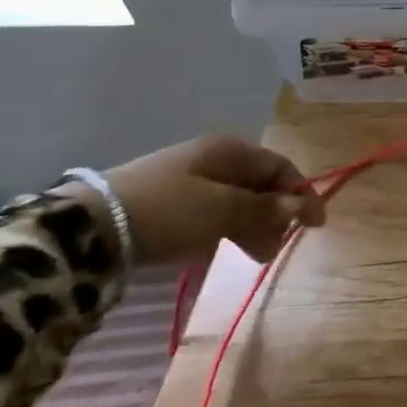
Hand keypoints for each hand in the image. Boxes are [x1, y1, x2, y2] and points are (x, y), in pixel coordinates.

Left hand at [61, 135, 325, 266]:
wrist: (90, 227)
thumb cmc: (169, 211)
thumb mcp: (224, 210)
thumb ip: (266, 209)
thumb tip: (302, 206)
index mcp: (231, 151)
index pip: (281, 168)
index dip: (302, 194)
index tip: (316, 225)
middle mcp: (214, 158)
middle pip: (260, 185)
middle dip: (275, 215)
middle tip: (276, 247)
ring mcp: (189, 179)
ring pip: (236, 201)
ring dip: (252, 226)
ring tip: (253, 255)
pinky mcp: (168, 202)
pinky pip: (212, 212)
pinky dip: (226, 229)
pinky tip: (220, 249)